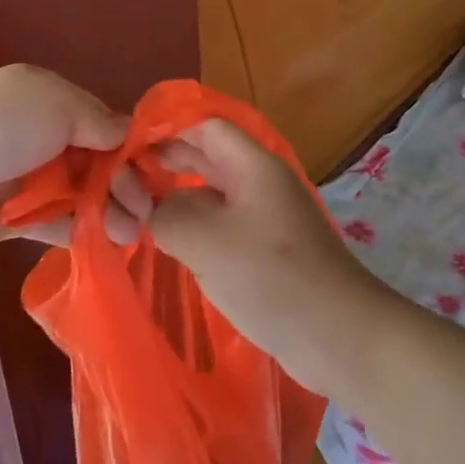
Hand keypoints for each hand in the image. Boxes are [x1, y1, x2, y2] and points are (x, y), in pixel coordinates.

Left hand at [0, 64, 149, 248]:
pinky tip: (110, 242)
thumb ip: (96, 121)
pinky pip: (60, 224)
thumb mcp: (55, 105)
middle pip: (98, 163)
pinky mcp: (20, 218)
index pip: (103, 124)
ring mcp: (32, 179)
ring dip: (110, 212)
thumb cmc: (1, 126)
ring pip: (83, 196)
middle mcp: (46, 138)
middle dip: (124, 184)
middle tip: (144, 210)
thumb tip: (126, 134)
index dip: (129, 147)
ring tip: (133, 232)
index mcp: (53, 102)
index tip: (154, 170)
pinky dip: (84, 231)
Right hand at [152, 120, 386, 390]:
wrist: (339, 336)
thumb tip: (154, 210)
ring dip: (179, 198)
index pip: (204, 127)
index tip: (128, 148)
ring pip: (213, 193)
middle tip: (126, 180)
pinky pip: (223, 225)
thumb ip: (168, 215)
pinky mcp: (267, 251)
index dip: (166, 130)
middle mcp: (259, 183)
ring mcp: (265, 217)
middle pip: (207, 157)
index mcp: (252, 165)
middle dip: (167, 163)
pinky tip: (171, 245)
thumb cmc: (273, 276)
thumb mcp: (207, 241)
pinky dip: (195, 228)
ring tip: (140, 212)